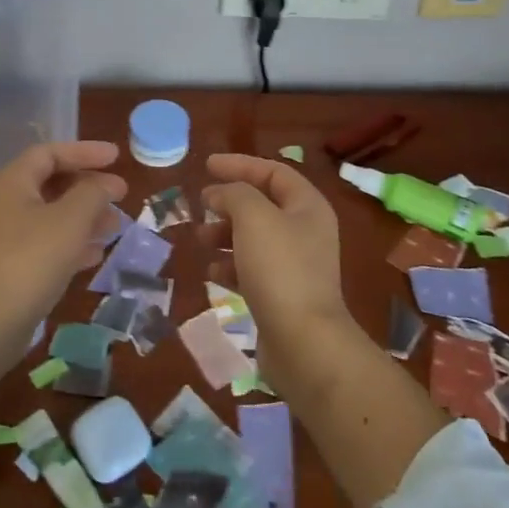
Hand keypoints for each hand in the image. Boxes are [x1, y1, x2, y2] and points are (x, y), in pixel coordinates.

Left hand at [0, 141, 126, 326]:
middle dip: (89, 187)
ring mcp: (9, 237)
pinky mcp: (15, 267)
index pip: (51, 153)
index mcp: (14, 182)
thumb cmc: (32, 259)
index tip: (116, 157)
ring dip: (86, 217)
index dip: (84, 151)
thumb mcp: (71, 219)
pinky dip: (74, 243)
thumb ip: (93, 193)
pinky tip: (96, 255)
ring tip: (116, 226)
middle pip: (53, 183)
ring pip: (54, 215)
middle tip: (121, 194)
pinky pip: (50, 243)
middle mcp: (8, 204)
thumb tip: (107, 184)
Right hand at [203, 154, 351, 374]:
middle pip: (263, 205)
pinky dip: (231, 265)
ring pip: (254, 238)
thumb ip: (234, 194)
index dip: (240, 164)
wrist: (303, 342)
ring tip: (200, 240)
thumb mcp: (254, 217)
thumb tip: (219, 194)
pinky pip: (252, 269)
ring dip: (225, 234)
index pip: (273, 172)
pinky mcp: (282, 295)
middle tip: (201, 205)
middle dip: (229, 202)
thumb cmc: (280, 269)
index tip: (207, 166)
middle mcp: (306, 232)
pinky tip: (212, 271)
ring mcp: (296, 266)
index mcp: (308, 207)